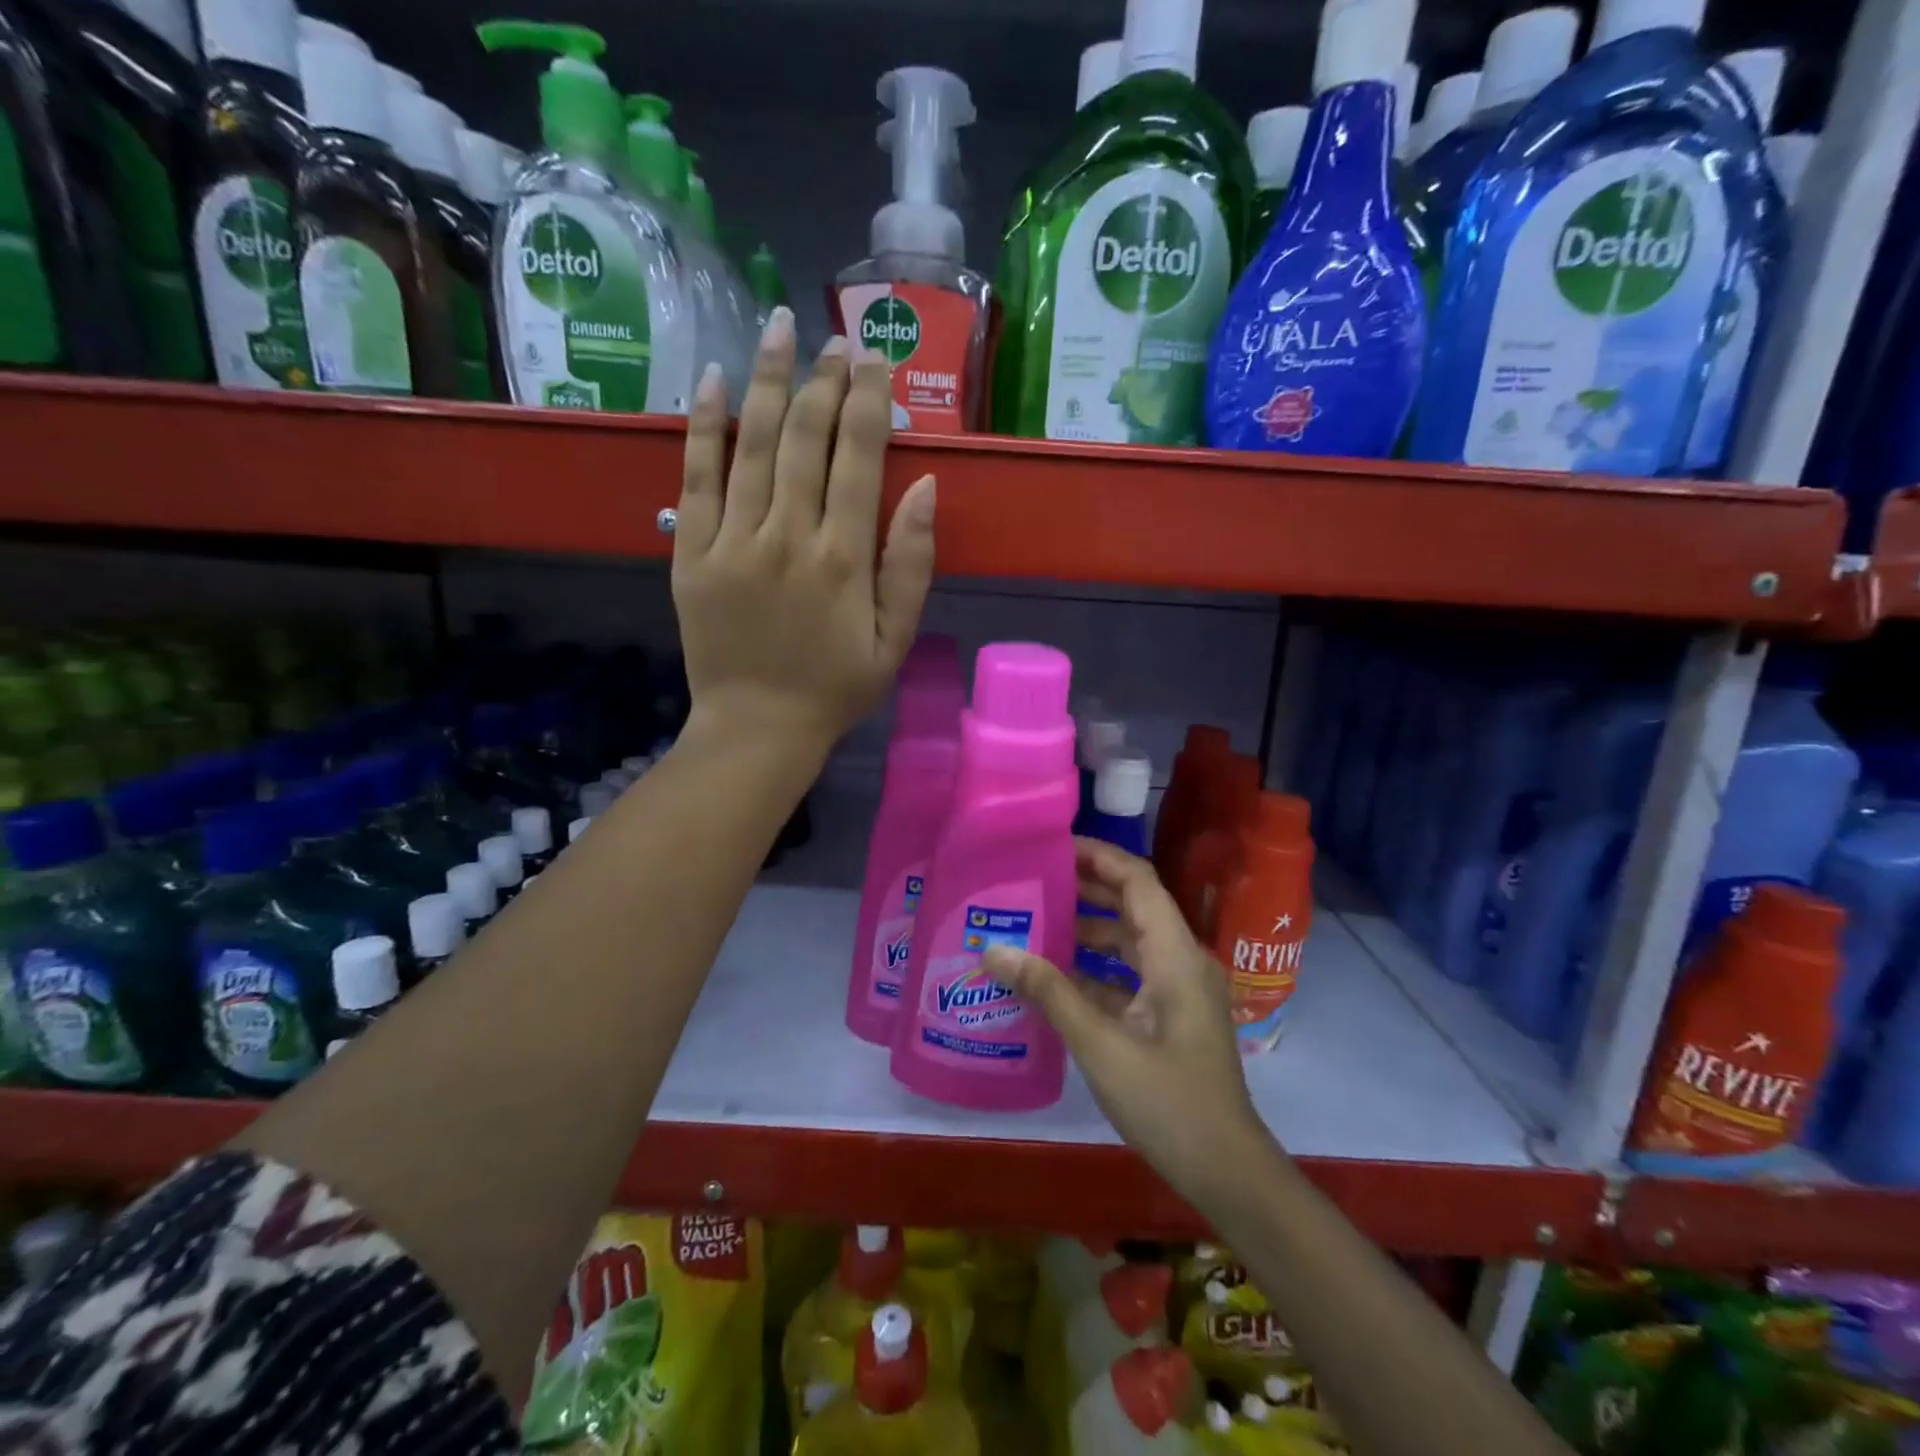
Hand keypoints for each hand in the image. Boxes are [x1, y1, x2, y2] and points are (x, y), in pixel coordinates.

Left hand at [673, 310, 936, 760]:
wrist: (757, 728)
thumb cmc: (835, 688)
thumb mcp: (894, 640)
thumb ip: (911, 565)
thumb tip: (923, 487)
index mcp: (844, 559)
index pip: (858, 458)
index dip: (866, 402)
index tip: (872, 360)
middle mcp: (788, 536)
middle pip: (804, 438)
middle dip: (821, 381)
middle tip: (833, 340)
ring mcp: (733, 541)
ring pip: (751, 444)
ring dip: (766, 380)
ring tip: (778, 329)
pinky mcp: (692, 553)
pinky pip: (696, 477)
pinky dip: (704, 426)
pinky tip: (713, 380)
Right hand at [984, 840, 1277, 1207]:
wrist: (1227, 1172)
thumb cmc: (1169, 1102)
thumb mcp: (1101, 1045)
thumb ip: (1049, 993)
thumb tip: (995, 951)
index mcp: (1175, 955)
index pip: (1138, 881)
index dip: (1099, 857)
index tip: (1054, 846)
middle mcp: (1180, 962)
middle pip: (1133, 906)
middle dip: (1086, 889)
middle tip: (1033, 880)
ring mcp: (1177, 991)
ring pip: (1129, 943)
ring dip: (1087, 931)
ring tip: (1034, 922)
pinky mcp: (1169, 1018)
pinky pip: (1128, 976)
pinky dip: (1094, 970)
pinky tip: (1053, 978)